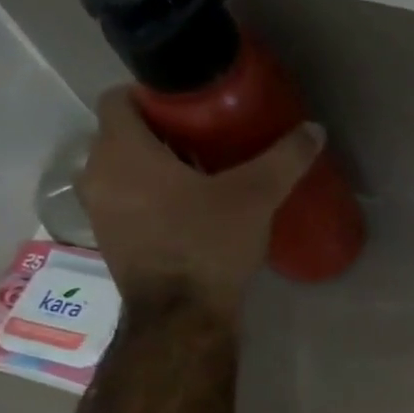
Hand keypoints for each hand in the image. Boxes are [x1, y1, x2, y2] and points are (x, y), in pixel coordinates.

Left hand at [76, 88, 323, 317]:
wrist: (182, 315)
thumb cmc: (209, 244)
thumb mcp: (255, 197)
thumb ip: (284, 160)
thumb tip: (315, 129)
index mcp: (122, 150)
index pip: (119, 98)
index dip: (153, 97)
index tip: (193, 108)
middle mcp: (97, 173)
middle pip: (124, 135)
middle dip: (162, 135)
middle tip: (208, 142)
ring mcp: (98, 210)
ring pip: (124, 171)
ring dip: (156, 169)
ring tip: (203, 178)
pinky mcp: (110, 240)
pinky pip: (127, 202)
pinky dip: (151, 199)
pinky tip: (190, 214)